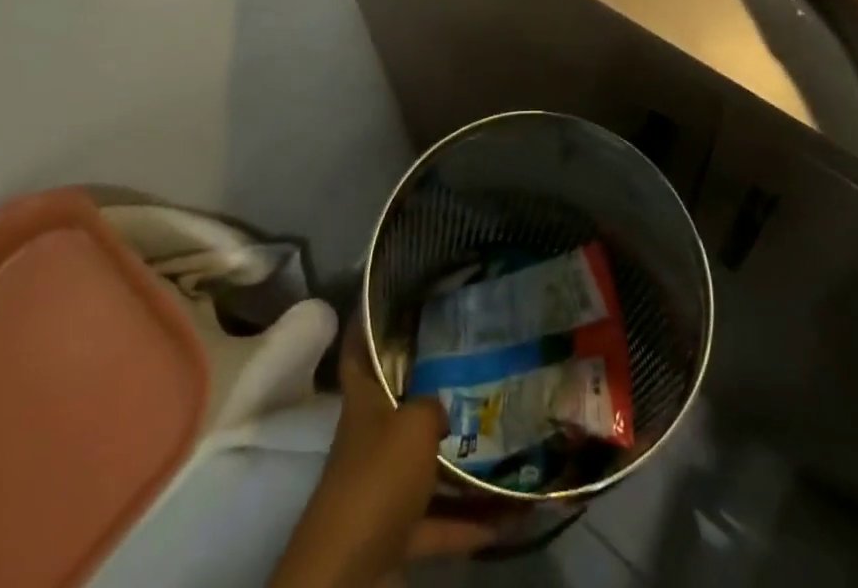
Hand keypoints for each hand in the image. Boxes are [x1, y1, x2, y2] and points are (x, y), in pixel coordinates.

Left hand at [268, 327, 497, 587]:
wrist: (347, 574)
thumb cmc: (376, 480)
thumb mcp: (413, 425)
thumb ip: (433, 406)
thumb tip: (444, 408)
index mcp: (365, 403)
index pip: (359, 352)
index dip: (367, 324)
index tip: (389, 298)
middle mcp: (372, 439)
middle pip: (401, 406)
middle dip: (433, 390)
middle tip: (475, 364)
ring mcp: (384, 488)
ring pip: (426, 466)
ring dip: (461, 463)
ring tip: (504, 440)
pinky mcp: (397, 533)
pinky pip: (441, 521)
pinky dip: (471, 521)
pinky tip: (510, 515)